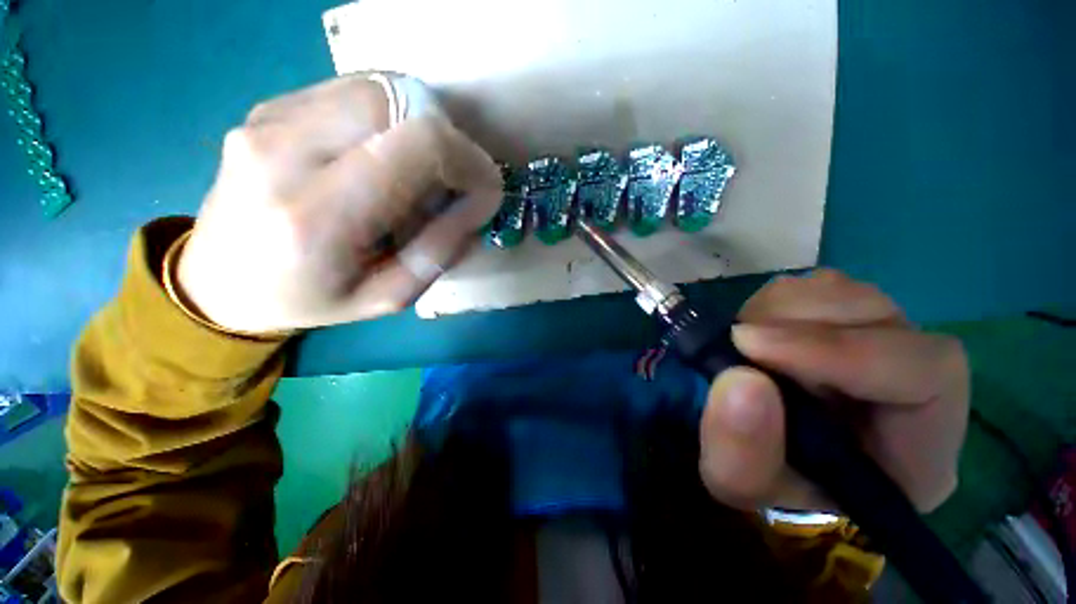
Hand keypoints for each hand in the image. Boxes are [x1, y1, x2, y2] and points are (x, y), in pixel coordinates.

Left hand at [177, 75, 502, 333]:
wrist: (221, 281)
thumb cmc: (311, 299)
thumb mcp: (389, 296)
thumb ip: (441, 250)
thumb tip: (480, 202)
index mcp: (317, 216)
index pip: (416, 146)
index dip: (468, 159)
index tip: (485, 188)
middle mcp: (283, 151)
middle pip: (398, 102)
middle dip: (446, 138)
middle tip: (452, 180)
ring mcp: (268, 119)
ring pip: (377, 87)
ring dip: (418, 125)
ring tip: (418, 171)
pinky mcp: (268, 107)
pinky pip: (351, 92)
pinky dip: (388, 118)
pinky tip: (383, 156)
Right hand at [698, 269, 968, 512]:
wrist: (773, 457)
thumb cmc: (772, 480)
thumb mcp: (741, 482)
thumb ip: (742, 451)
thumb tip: (739, 379)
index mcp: (921, 444)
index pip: (926, 372)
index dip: (840, 350)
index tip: (750, 346)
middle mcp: (913, 377)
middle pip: (877, 316)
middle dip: (795, 324)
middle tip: (737, 343)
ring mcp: (880, 337)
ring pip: (842, 291)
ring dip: (778, 310)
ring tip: (744, 343)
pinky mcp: (843, 317)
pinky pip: (812, 287)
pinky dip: (773, 303)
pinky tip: (756, 331)